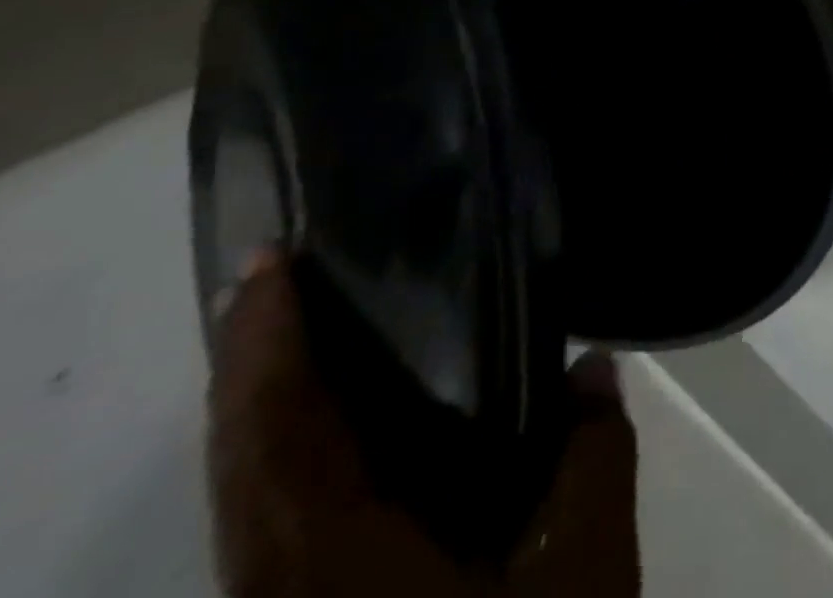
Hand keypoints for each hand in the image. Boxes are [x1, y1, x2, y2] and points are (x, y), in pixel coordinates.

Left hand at [208, 255, 639, 596]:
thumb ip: (593, 457)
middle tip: (279, 279)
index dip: (264, 346)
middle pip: (239, 462)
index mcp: (332, 562)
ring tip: (304, 332)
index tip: (270, 266)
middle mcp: (278, 587)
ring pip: (243, 498)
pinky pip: (267, 526)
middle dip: (248, 365)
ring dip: (260, 409)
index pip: (277, 433)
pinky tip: (335, 429)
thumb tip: (593, 367)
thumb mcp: (580, 574)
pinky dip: (282, 457)